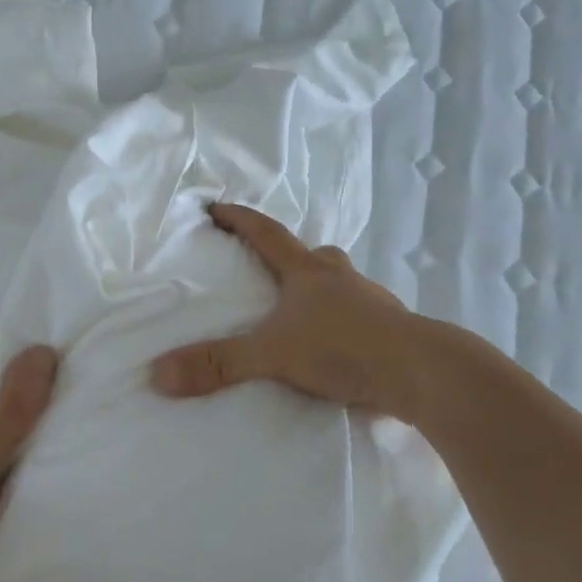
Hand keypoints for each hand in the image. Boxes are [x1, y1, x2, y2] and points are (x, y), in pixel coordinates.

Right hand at [149, 203, 432, 420]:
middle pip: (312, 255)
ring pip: (340, 284)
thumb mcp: (272, 354)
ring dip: (320, 289)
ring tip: (302, 311)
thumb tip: (158, 374)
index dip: (239, 220)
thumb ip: (218, 364)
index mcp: (308, 272)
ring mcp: (372, 302)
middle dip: (289, 256)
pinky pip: (360, 316)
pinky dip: (343, 322)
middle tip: (270, 266)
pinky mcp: (392, 330)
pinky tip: (336, 346)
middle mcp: (340, 278)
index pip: (266, 234)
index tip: (216, 207)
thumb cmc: (343, 347)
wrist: (423, 372)